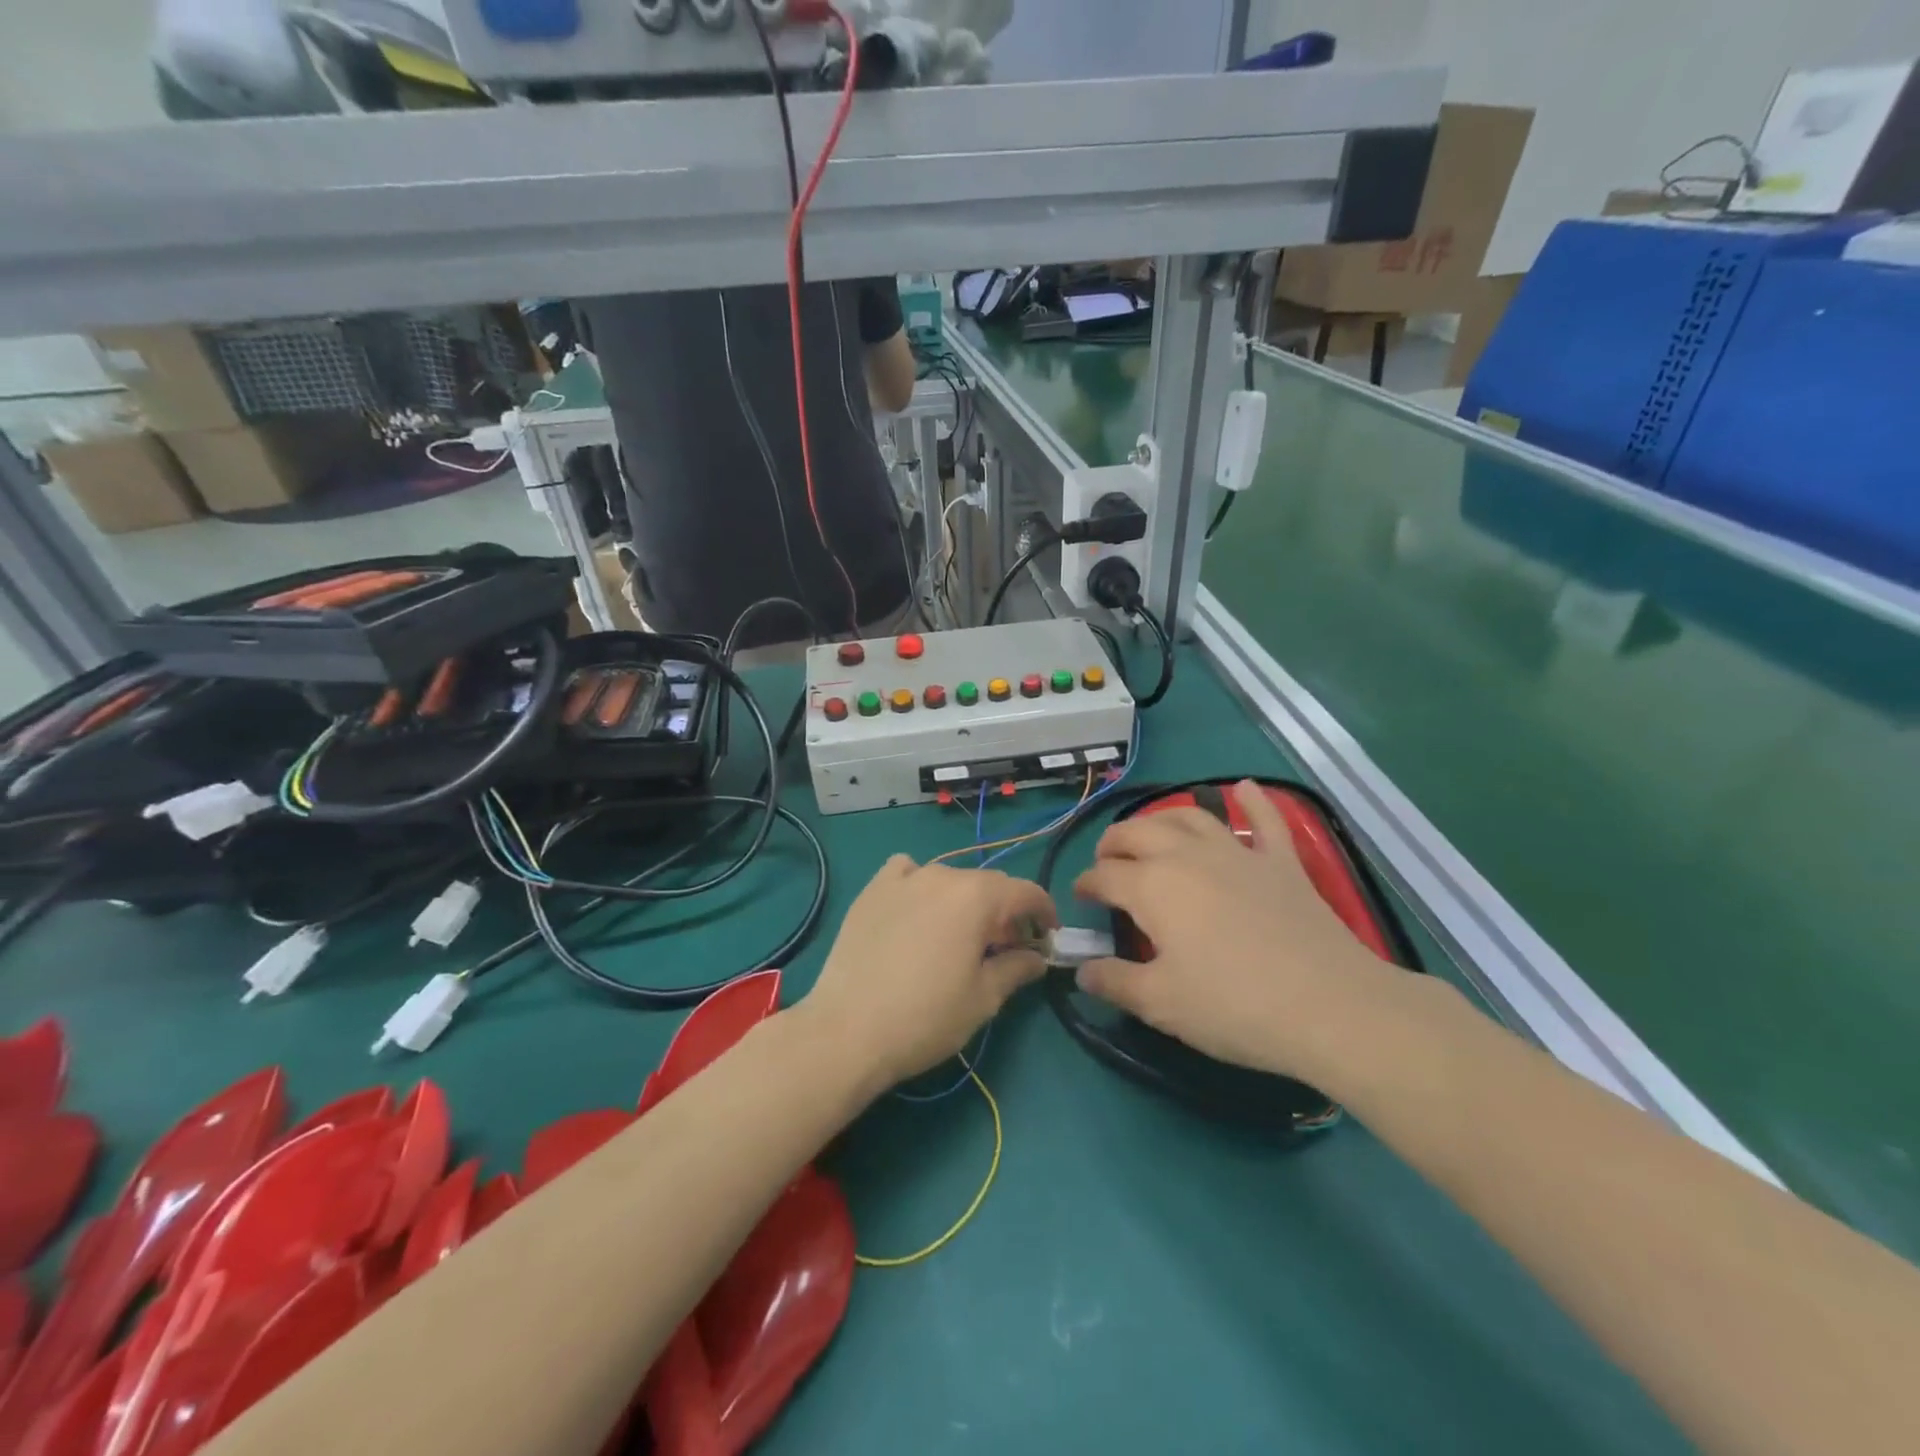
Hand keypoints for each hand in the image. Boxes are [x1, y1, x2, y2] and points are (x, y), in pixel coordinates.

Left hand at [800, 856, 1056, 1089]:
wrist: (847, 1030)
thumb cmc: (926, 1017)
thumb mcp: (983, 998)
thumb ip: (1017, 968)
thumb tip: (1038, 957)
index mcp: (976, 896)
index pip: (1024, 891)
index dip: (1044, 912)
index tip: (1049, 936)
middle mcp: (942, 875)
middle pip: (987, 885)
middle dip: (1005, 912)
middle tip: (1008, 948)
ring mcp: (903, 879)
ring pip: (949, 879)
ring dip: (965, 901)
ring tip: (960, 935)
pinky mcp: (872, 890)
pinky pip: (906, 872)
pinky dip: (920, 884)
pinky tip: (915, 910)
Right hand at [1072, 781, 1399, 1083]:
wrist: (1329, 1006)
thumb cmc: (1233, 1006)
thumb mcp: (1161, 1003)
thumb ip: (1114, 982)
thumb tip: (1082, 971)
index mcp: (1152, 886)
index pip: (1104, 876)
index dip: (1086, 885)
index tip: (1080, 898)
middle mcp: (1187, 856)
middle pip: (1138, 833)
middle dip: (1114, 843)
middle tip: (1106, 863)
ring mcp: (1238, 853)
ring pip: (1189, 817)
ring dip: (1162, 819)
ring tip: (1152, 833)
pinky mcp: (1281, 862)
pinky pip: (1265, 820)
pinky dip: (1253, 802)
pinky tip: (1245, 788)